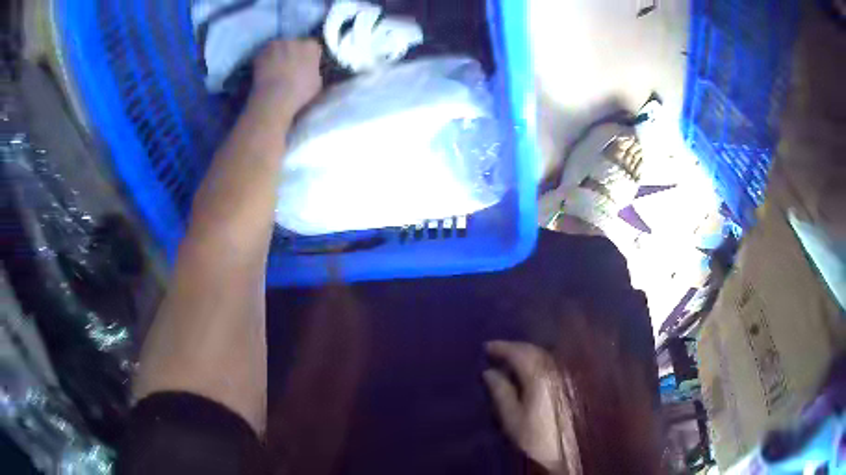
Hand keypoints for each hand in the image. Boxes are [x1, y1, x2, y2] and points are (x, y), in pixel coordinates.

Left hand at [252, 40, 322, 118]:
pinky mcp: (260, 52)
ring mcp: (276, 44)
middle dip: (293, 53)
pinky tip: (264, 72)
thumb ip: (315, 70)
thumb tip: (311, 69)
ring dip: (278, 55)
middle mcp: (295, 40)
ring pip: (278, 47)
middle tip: (290, 68)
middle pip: (295, 44)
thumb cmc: (300, 92)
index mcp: (312, 46)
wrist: (274, 98)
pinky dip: (264, 61)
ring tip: (275, 70)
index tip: (306, 66)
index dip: (309, 57)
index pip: (313, 48)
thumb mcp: (317, 82)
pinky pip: (264, 55)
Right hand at [484, 341, 578, 472]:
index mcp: (539, 377)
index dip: (502, 348)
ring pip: (545, 356)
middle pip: (533, 351)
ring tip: (511, 359)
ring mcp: (565, 376)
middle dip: (514, 348)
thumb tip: (489, 372)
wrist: (566, 452)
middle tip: (497, 351)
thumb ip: (500, 393)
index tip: (486, 347)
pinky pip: (552, 364)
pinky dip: (538, 361)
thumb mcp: (512, 419)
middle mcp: (555, 371)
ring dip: (527, 353)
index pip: (519, 353)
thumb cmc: (535, 437)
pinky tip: (531, 369)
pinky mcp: (570, 385)